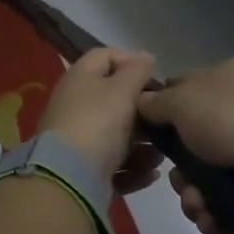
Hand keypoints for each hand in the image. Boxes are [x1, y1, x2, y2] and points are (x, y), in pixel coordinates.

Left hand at [36, 48, 164, 196]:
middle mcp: (76, 106)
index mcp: (80, 79)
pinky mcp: (84, 170)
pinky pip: (114, 166)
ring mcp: (78, 140)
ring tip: (162, 153)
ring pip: (117, 136)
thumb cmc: (98, 123)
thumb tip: (145, 56)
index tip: (153, 77)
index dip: (130, 61)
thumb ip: (137, 71)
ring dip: (143, 145)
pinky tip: (151, 174)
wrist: (69, 177)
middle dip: (142, 111)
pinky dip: (134, 169)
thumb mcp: (122, 90)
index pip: (104, 56)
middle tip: (164, 119)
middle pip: (113, 100)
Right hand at [136, 58, 233, 233]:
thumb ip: (157, 103)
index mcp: (225, 78)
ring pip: (211, 178)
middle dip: (181, 174)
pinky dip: (219, 214)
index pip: (183, 91)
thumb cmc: (231, 116)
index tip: (151, 140)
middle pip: (194, 145)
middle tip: (182, 185)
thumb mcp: (182, 100)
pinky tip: (215, 222)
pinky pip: (233, 200)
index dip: (162, 115)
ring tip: (200, 210)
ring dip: (196, 199)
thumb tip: (142, 102)